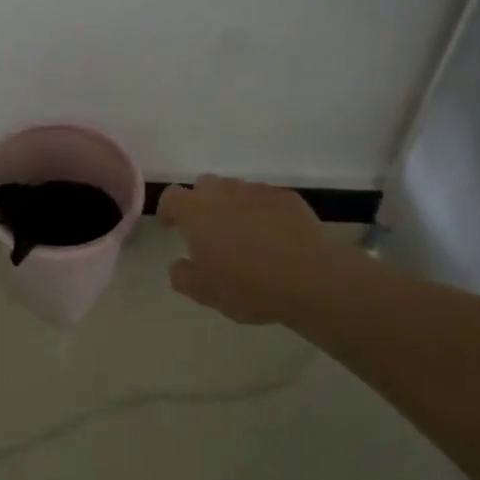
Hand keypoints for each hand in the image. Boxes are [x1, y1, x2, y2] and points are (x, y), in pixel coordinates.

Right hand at [157, 175, 381, 324]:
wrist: (311, 278)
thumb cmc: (249, 286)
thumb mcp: (206, 293)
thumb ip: (183, 276)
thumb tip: (179, 264)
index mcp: (196, 213)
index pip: (171, 197)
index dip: (168, 209)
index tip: (171, 226)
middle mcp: (223, 193)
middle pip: (203, 186)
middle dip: (201, 204)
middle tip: (209, 232)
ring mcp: (257, 191)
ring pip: (235, 190)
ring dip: (231, 205)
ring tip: (243, 234)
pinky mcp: (287, 197)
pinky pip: (265, 198)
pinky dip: (261, 211)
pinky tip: (273, 235)